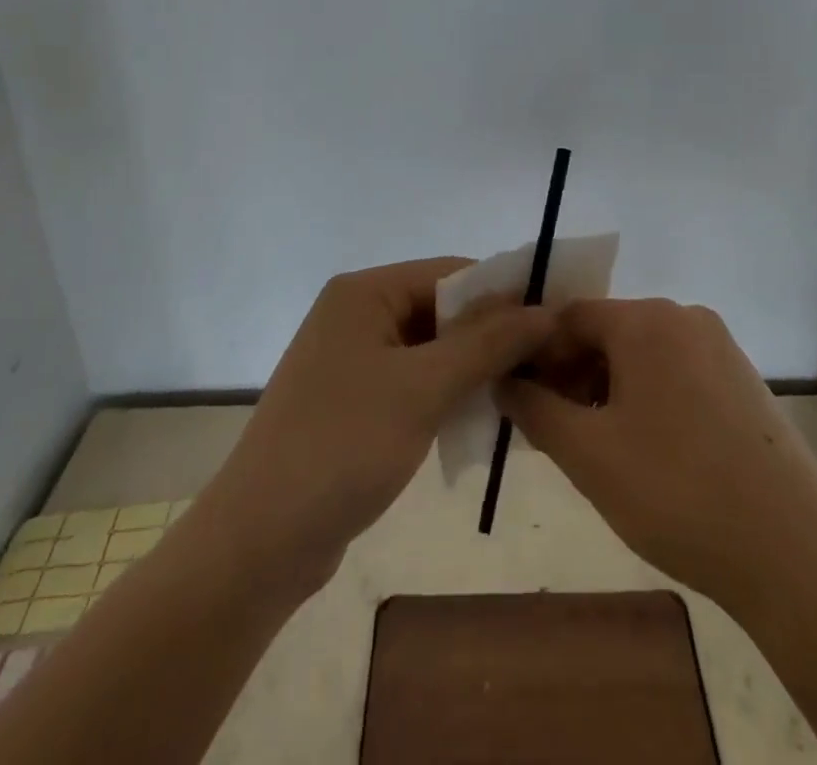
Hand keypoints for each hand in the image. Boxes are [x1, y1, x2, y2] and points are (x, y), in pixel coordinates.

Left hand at [194, 259, 555, 596]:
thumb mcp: (423, 389)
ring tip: (526, 390)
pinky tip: (483, 417)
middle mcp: (357, 314)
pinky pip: (414, 381)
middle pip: (441, 309)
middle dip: (492, 334)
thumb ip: (486, 344)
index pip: (450, 273)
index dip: (504, 292)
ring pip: (431, 349)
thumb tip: (545, 309)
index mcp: (364, 293)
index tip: (556, 319)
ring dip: (474, 368)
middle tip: (548, 361)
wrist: (260, 542)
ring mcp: (353, 359)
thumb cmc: (343, 446)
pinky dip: (448, 394)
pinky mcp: (354, 401)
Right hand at [497, 299, 816, 617]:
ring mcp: (721, 347)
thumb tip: (505, 380)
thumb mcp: (587, 453)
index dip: (538, 354)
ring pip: (642, 354)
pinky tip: (647, 450)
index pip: (570, 317)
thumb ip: (534, 408)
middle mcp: (685, 317)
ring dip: (608, 388)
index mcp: (646, 320)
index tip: (523, 400)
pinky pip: (676, 371)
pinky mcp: (743, 380)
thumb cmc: (675, 491)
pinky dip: (647, 397)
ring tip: (597, 446)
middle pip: (608, 332)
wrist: (793, 553)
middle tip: (556, 429)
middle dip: (573, 374)